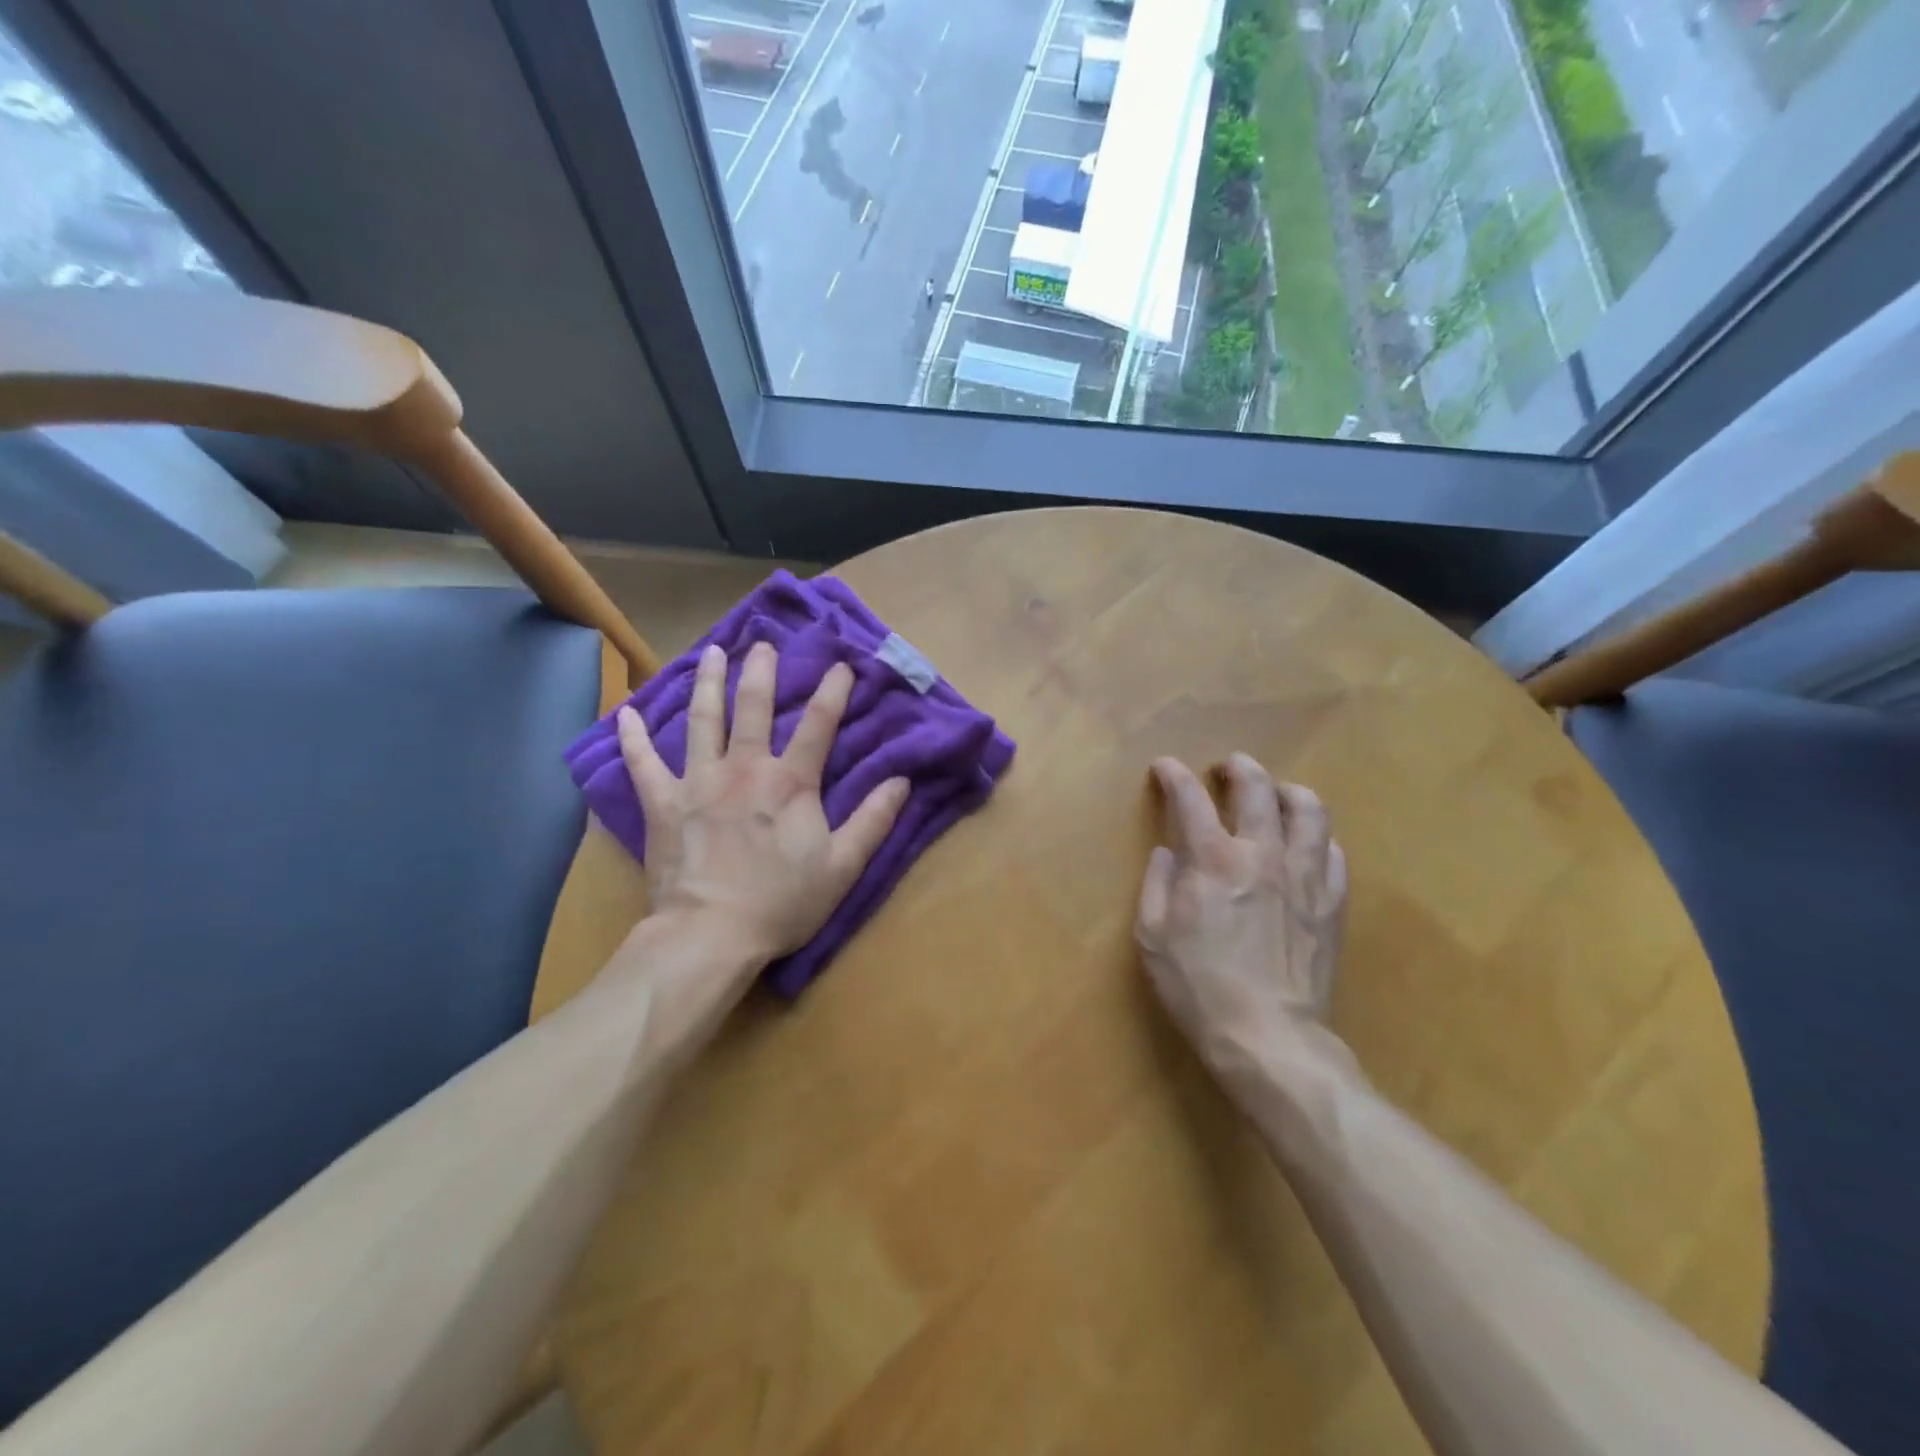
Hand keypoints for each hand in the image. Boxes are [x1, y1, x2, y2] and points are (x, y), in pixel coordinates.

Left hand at [618, 639, 908, 979]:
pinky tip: (627, 712)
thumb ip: (873, 821)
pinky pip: (642, 763)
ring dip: (707, 682)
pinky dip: (633, 737)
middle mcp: (744, 768)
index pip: (818, 724)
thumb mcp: (843, 866)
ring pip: (702, 719)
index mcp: (790, 782)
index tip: (841, 664)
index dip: (833, 691)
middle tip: (762, 643)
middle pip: (753, 707)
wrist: (711, 934)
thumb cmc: (782, 903)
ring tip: (711, 652)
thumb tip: (902, 781)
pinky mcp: (662, 803)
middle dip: (761, 671)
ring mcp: (698, 781)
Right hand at [1135, 754, 1348, 1096]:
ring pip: (1309, 810)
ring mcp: (1304, 877)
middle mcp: (1262, 854)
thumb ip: (1157, 883)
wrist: (1267, 1036)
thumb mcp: (1152, 936)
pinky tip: (1305, 845)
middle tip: (1227, 768)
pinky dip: (1316, 838)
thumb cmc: (1198, 986)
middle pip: (1258, 789)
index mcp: (1213, 860)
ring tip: (1276, 794)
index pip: (1191, 800)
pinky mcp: (1331, 902)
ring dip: (1288, 792)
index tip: (1165, 767)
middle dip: (1238, 768)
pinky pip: (1333, 852)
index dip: (1175, 777)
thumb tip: (1168, 852)